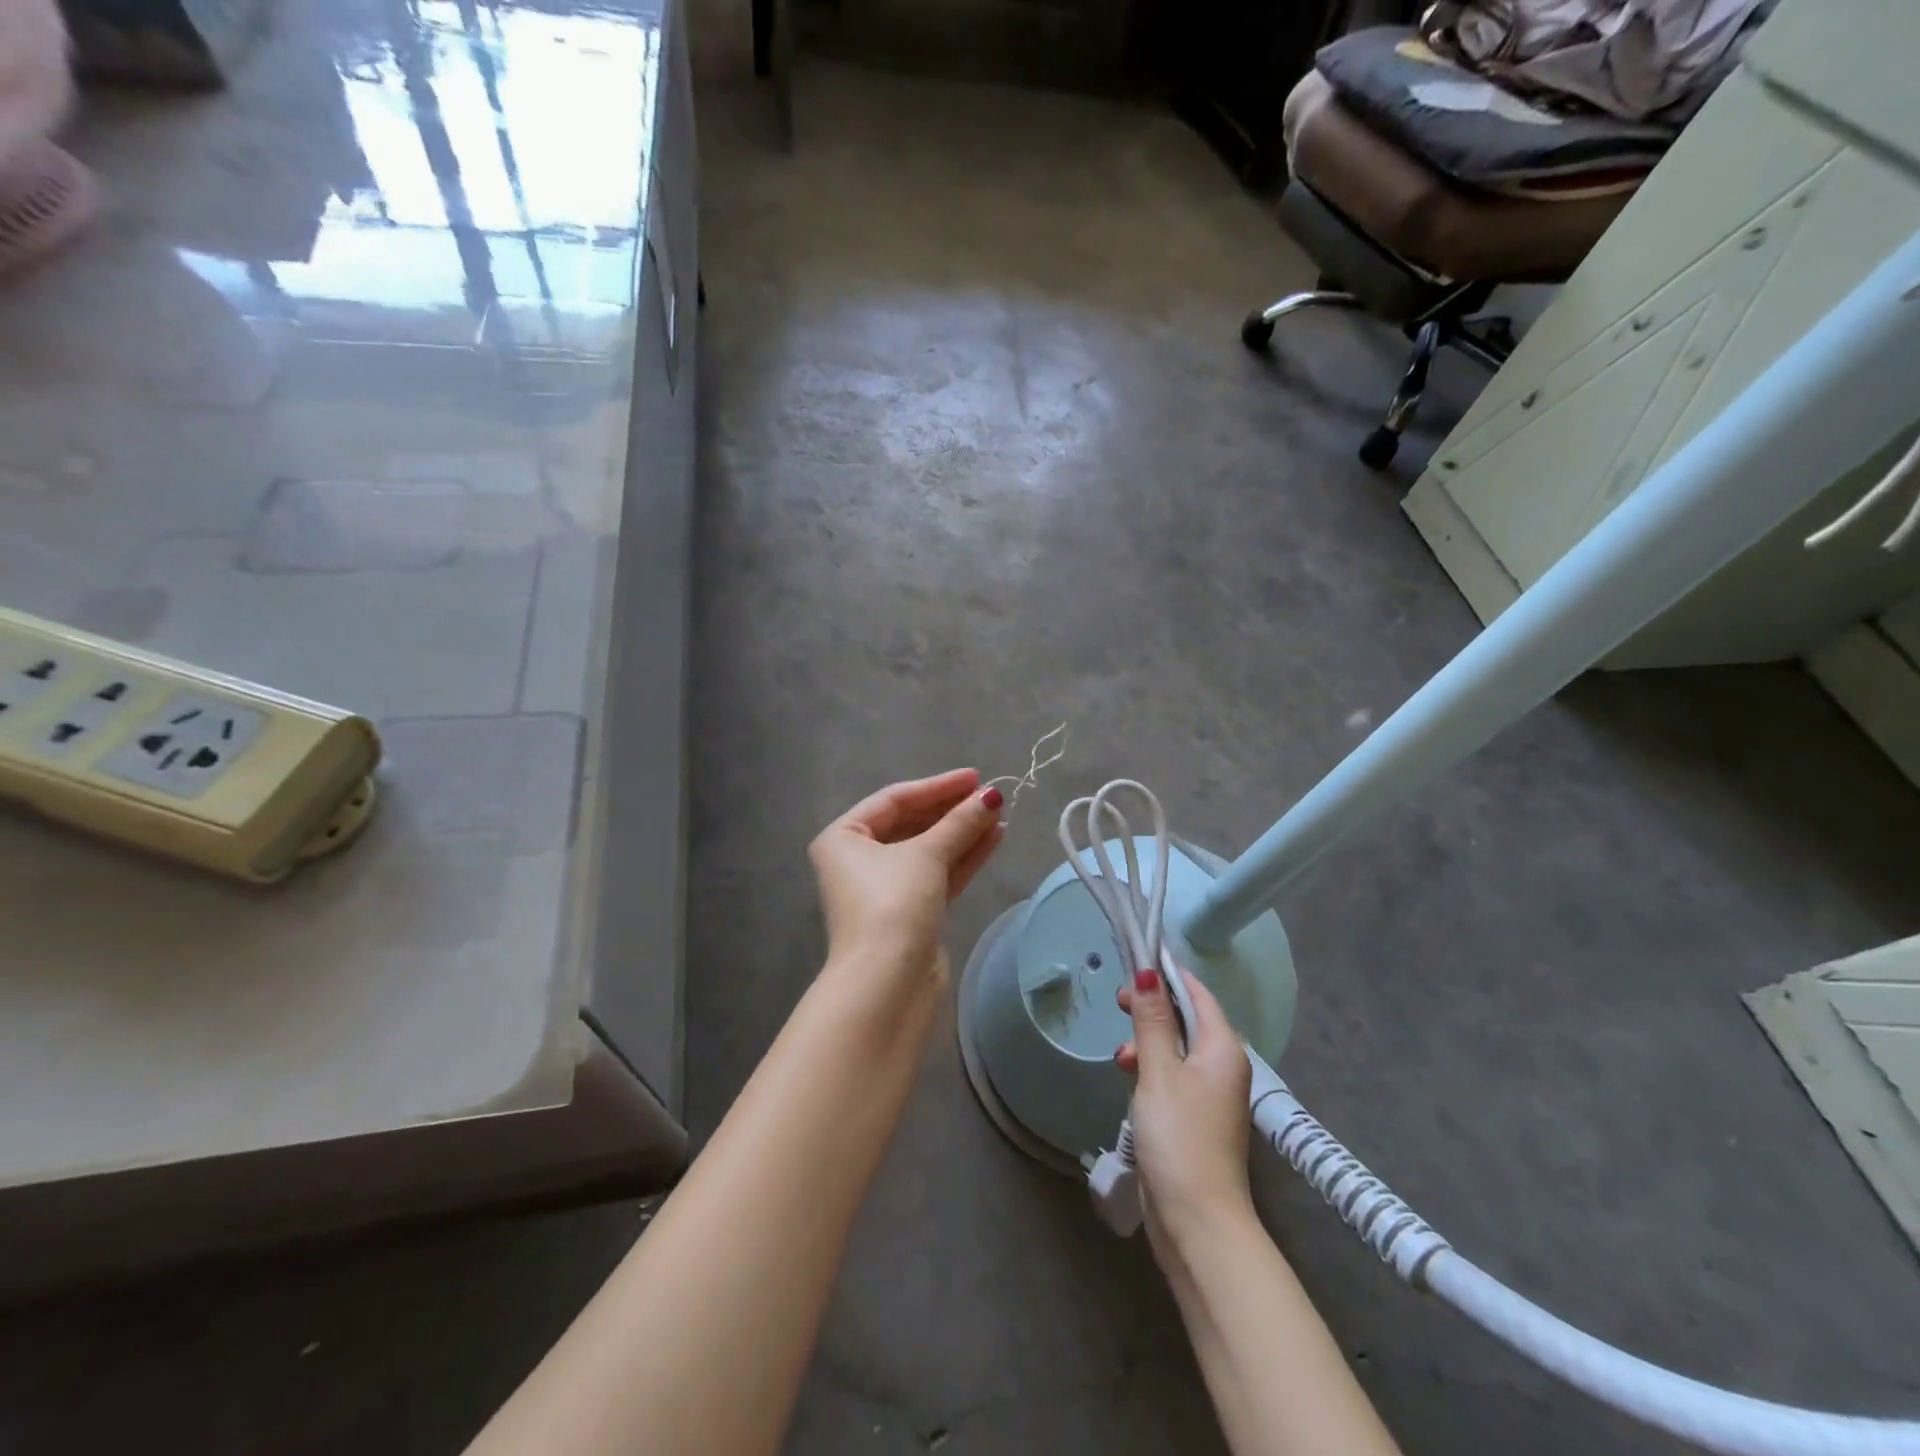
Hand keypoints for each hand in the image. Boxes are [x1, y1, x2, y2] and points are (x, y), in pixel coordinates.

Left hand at [808, 769, 1005, 982]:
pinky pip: (937, 874)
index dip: (937, 786)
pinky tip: (993, 840)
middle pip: (912, 824)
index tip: (975, 777)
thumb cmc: (893, 904)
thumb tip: (991, 796)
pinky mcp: (909, 912)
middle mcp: (859, 859)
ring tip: (1000, 816)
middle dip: (952, 811)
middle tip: (991, 797)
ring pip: (928, 850)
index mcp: (844, 837)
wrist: (887, 982)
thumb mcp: (926, 855)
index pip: (894, 799)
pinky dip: (962, 858)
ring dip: (963, 833)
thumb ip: (960, 823)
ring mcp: (884, 888)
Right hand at [1116, 967, 1254, 1262]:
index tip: (1134, 960)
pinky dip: (1152, 1070)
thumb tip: (1148, 973)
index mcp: (1223, 1048)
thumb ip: (1152, 1021)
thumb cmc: (1179, 1137)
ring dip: (1148, 1043)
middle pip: (1187, 1019)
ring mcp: (1211, 1094)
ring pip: (1176, 1049)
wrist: (1198, 1222)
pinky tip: (1130, 1079)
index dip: (1167, 974)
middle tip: (1118, 1004)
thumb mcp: (1158, 1072)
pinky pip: (1173, 1076)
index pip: (1197, 993)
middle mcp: (1223, 1065)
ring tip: (1121, 1057)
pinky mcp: (1196, 1118)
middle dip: (1152, 1009)